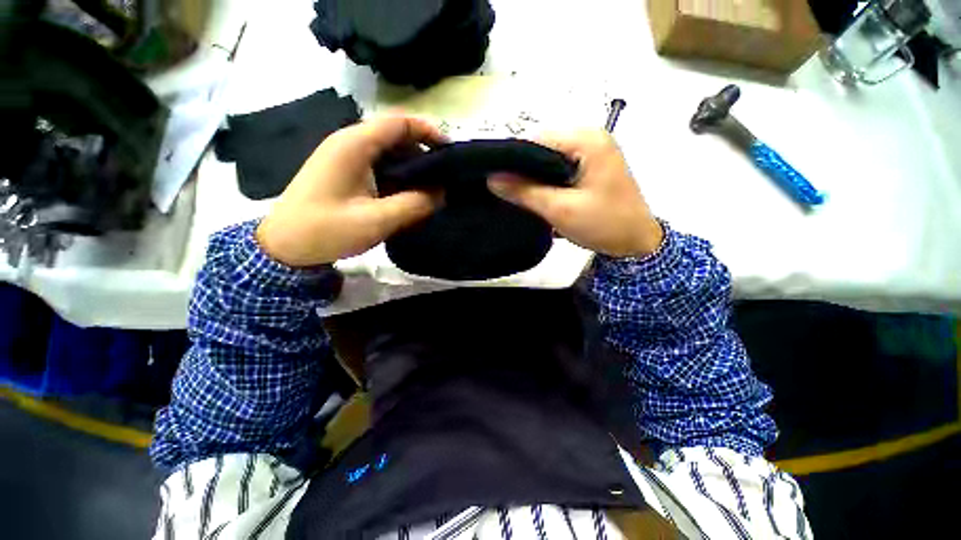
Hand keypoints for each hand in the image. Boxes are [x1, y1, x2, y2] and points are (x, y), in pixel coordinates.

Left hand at [256, 115, 445, 266]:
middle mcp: (349, 143)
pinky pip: (379, 166)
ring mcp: (345, 158)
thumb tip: (442, 193)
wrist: (284, 246)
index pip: (398, 123)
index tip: (450, 153)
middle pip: (394, 136)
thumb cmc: (327, 230)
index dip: (428, 132)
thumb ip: (414, 204)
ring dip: (411, 167)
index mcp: (354, 145)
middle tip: (444, 178)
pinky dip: (398, 176)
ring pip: (388, 152)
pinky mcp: (345, 173)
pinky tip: (408, 195)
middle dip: (423, 153)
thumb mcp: (377, 220)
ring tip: (431, 189)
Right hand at [487, 130, 663, 257]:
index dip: (513, 158)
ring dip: (533, 175)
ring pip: (549, 157)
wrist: (636, 243)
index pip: (537, 138)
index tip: (496, 179)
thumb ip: (525, 192)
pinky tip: (536, 193)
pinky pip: (559, 166)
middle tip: (506, 190)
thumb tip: (491, 178)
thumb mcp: (560, 209)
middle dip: (522, 168)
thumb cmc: (603, 224)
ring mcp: (592, 150)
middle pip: (542, 146)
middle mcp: (590, 137)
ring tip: (517, 194)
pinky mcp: (590, 165)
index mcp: (587, 139)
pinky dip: (545, 179)